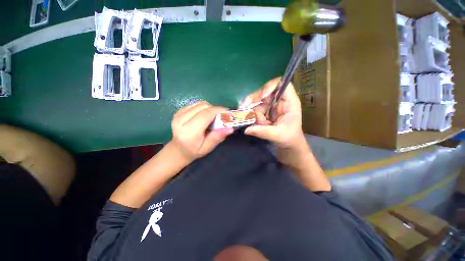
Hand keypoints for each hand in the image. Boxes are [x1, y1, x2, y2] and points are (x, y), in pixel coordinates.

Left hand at [170, 101, 232, 162]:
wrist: (178, 150)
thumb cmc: (194, 151)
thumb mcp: (207, 148)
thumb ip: (217, 137)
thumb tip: (230, 128)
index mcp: (188, 132)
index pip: (206, 115)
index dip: (218, 111)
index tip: (228, 112)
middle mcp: (181, 121)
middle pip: (203, 106)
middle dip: (215, 109)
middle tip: (222, 116)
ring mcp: (178, 115)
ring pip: (199, 104)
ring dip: (209, 108)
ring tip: (213, 116)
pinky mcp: (178, 111)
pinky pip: (195, 104)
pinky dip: (203, 107)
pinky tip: (204, 115)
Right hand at [240, 78, 305, 149]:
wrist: (289, 143)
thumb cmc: (289, 138)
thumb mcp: (277, 135)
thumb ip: (262, 132)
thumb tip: (246, 130)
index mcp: (289, 102)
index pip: (282, 85)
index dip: (270, 86)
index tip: (261, 96)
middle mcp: (279, 101)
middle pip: (265, 91)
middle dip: (253, 99)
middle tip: (243, 107)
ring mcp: (271, 105)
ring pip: (257, 101)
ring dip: (251, 110)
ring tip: (250, 120)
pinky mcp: (266, 110)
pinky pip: (255, 108)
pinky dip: (251, 115)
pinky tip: (252, 122)